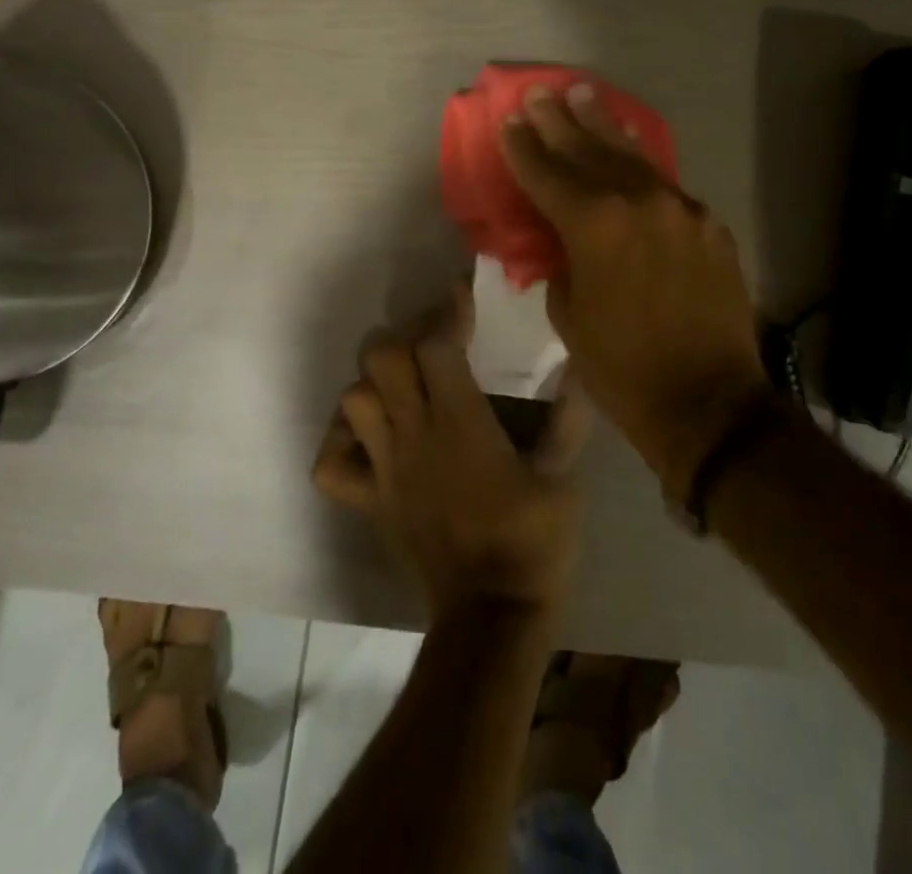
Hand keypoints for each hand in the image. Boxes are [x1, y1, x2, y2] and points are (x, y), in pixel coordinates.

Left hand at [312, 284, 592, 620]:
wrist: (492, 617)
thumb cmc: (533, 542)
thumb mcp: (563, 477)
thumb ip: (569, 418)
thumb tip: (579, 367)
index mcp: (461, 423)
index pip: (437, 345)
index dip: (448, 312)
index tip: (462, 295)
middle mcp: (414, 435)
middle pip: (383, 359)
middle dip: (406, 337)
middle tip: (434, 342)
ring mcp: (385, 469)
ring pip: (353, 401)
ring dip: (374, 383)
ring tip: (403, 385)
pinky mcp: (370, 502)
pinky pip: (332, 466)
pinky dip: (341, 443)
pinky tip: (368, 439)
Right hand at [497, 83, 778, 495]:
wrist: (709, 402)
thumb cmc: (622, 367)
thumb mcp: (569, 315)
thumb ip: (563, 262)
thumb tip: (565, 240)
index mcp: (594, 226)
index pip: (547, 174)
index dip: (523, 148)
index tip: (508, 120)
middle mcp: (638, 202)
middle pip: (589, 151)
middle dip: (559, 122)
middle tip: (540, 93)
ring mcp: (679, 209)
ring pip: (632, 157)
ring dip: (605, 126)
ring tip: (585, 95)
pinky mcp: (708, 224)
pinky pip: (665, 184)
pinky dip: (641, 163)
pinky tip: (631, 146)